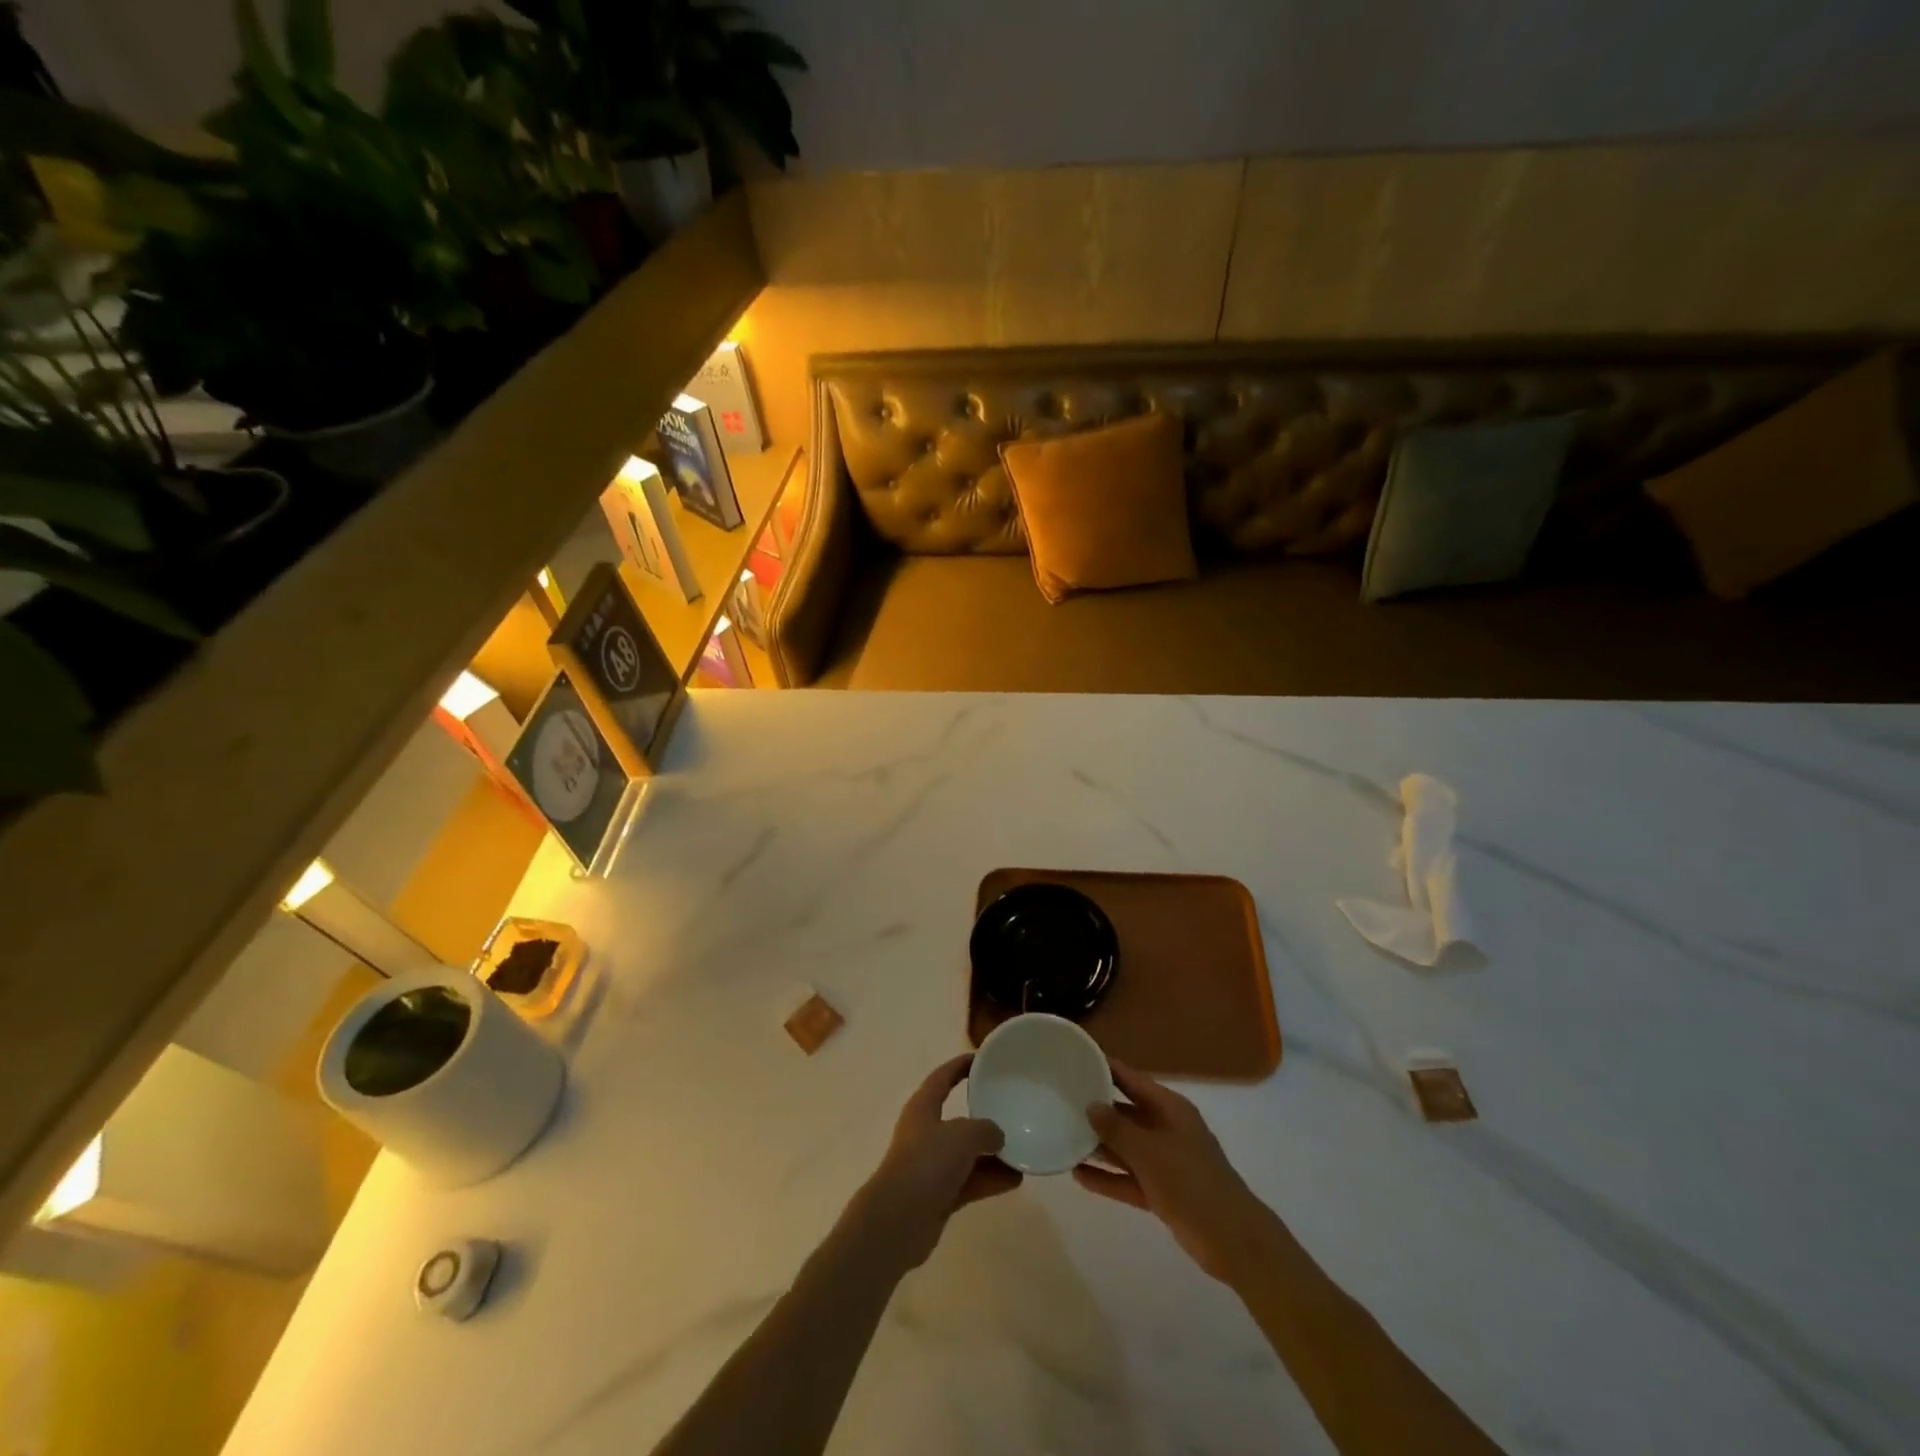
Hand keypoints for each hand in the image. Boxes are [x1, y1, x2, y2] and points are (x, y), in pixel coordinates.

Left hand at [850, 1055, 1021, 1271]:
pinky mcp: (938, 1195)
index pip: (942, 1077)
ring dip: (992, 1152)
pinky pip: (970, 1180)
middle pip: (957, 1117)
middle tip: (1010, 1108)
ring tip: (1022, 1148)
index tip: (982, 1059)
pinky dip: (990, 1179)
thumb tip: (996, 1135)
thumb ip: (985, 1129)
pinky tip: (1016, 1179)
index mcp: (923, 1107)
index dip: (960, 1066)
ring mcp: (931, 1166)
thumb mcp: (962, 1135)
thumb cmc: (926, 1163)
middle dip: (983, 1114)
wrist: (898, 1220)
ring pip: (967, 1153)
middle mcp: (925, 1132)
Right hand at [1075, 1060, 1275, 1283]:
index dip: (1107, 1069)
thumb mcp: (1149, 1152)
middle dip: (1098, 1110)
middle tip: (1062, 1100)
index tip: (1078, 1059)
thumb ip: (1117, 1129)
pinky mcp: (1162, 1192)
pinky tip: (1078, 1176)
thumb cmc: (1191, 1183)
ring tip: (1064, 1136)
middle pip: (1127, 1113)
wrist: (1232, 1240)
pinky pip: (1128, 1178)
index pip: (1132, 1080)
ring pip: (1125, 1148)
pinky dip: (1107, 1178)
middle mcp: (1166, 1129)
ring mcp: (1165, 1162)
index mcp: (1170, 1109)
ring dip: (1099, 1146)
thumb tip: (1091, 1106)